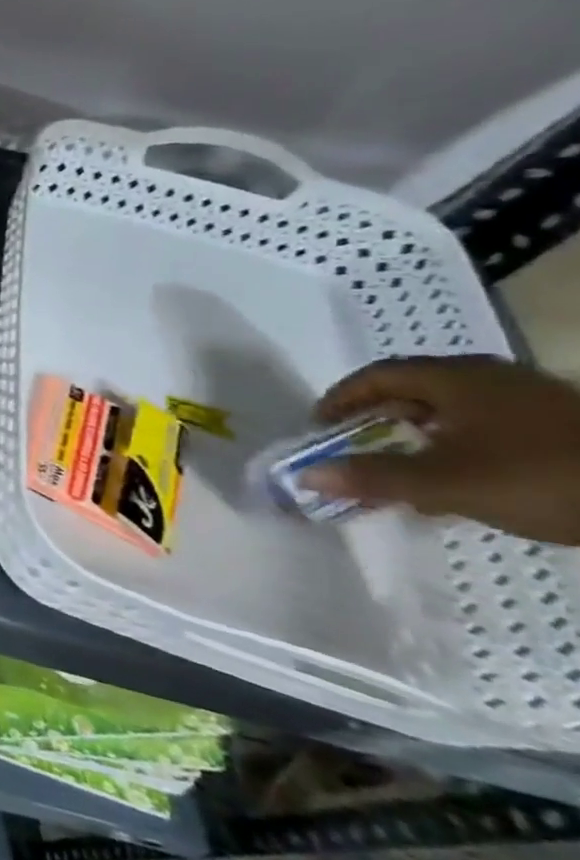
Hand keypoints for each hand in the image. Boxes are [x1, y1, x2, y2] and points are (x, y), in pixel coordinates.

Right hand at [306, 357, 579, 545]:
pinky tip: (464, 479)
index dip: (341, 399)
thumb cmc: (543, 476)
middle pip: (415, 390)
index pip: (376, 377)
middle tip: (354, 447)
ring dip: (419, 436)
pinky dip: (459, 447)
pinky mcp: (565, 427)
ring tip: (405, 469)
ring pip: (454, 411)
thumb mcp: (447, 483)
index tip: (319, 427)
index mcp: (456, 377)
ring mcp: (534, 401)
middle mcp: (490, 377)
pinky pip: (489, 428)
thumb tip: (305, 474)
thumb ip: (373, 477)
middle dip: (377, 419)